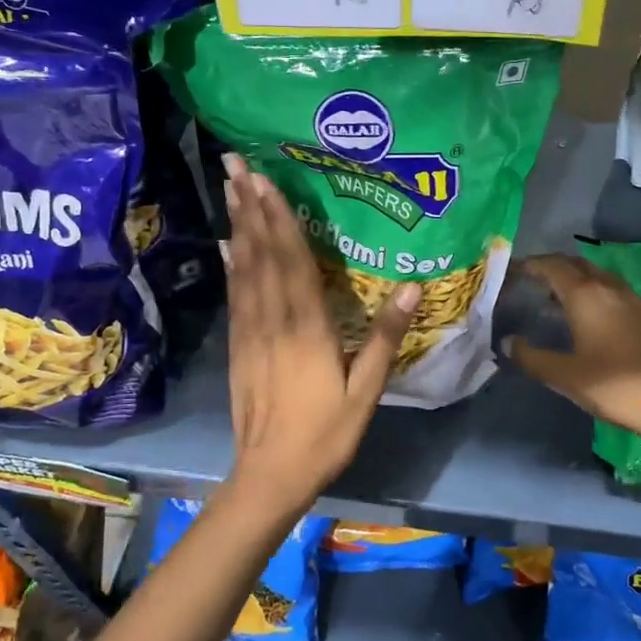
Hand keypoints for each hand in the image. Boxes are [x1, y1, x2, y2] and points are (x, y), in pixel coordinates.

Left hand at [222, 155, 418, 511]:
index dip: (279, 219)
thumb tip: (412, 287)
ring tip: (231, 190)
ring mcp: (250, 333)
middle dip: (250, 208)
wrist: (271, 475)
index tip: (266, 181)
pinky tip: (228, 246)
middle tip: (235, 165)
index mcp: (306, 328)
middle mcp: (273, 321)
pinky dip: (231, 266)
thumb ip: (385, 337)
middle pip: (261, 256)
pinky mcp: (239, 347)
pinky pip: (235, 297)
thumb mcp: (366, 390)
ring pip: (243, 270)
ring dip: (238, 227)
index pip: (292, 262)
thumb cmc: (325, 433)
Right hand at [504, 254, 640, 436]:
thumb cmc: (614, 386)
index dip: (532, 264)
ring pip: (600, 277)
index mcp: (586, 296)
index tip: (514, 269)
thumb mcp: (565, 376)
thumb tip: (508, 343)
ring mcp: (635, 301)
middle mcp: (611, 289)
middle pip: (578, 264)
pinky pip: (616, 292)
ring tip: (560, 297)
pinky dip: (597, 293)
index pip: (553, 266)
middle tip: (534, 279)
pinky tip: (594, 316)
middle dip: (554, 266)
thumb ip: (532, 358)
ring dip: (577, 279)